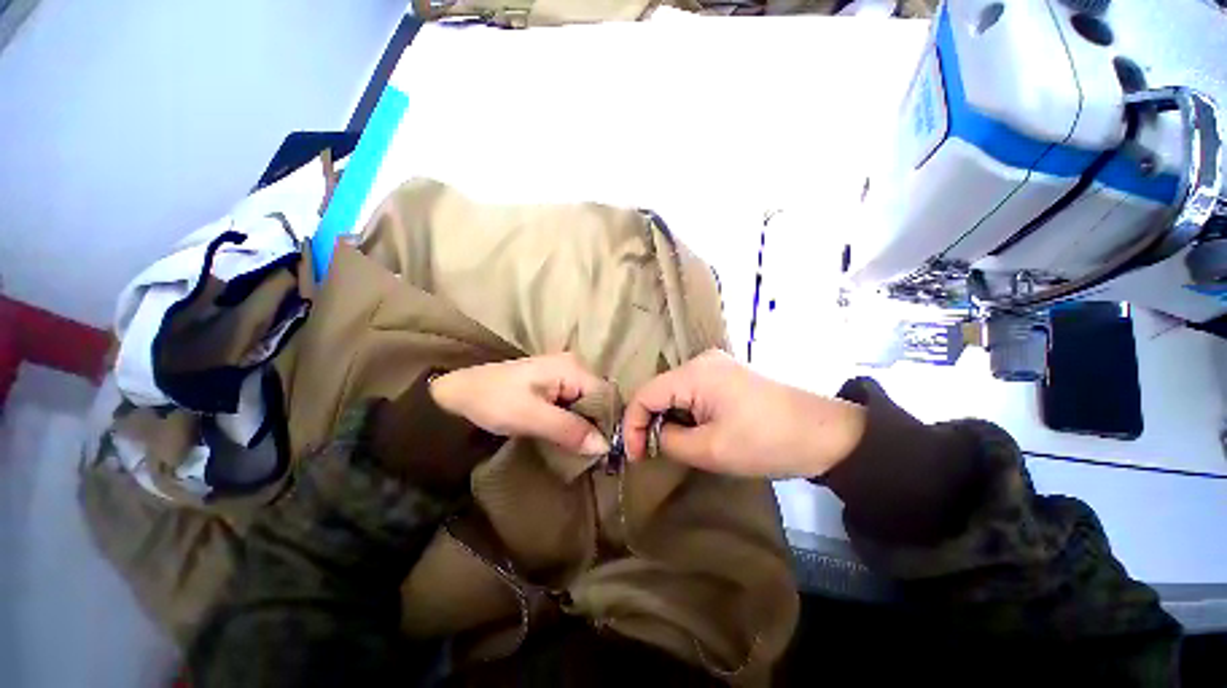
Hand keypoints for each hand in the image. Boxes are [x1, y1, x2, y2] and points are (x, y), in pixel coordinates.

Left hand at [429, 353, 611, 455]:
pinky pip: (574, 403)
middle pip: (598, 398)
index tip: (606, 453)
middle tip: (594, 456)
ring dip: (585, 426)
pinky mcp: (554, 383)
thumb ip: (570, 430)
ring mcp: (564, 373)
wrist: (459, 392)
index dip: (608, 423)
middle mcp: (574, 366)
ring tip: (583, 450)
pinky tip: (570, 437)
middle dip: (597, 426)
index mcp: (572, 368)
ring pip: (587, 403)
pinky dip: (574, 421)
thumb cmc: (494, 401)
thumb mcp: (532, 417)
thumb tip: (604, 447)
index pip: (605, 396)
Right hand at [622, 350, 865, 477]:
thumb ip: (670, 441)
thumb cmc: (766, 441)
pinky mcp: (727, 376)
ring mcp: (715, 366)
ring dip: (670, 419)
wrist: (826, 433)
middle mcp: (701, 361)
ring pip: (675, 392)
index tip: (635, 457)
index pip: (645, 394)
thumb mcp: (711, 450)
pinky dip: (686, 413)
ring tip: (676, 446)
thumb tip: (656, 435)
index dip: (632, 425)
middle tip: (653, 454)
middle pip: (659, 391)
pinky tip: (695, 431)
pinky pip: (692, 392)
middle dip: (651, 423)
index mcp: (694, 373)